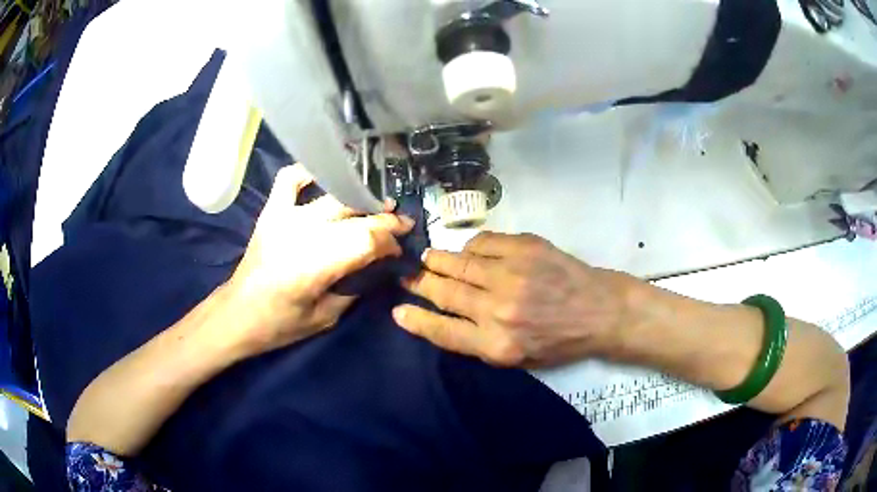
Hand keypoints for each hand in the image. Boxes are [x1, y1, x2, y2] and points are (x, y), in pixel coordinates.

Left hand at [226, 164, 413, 355]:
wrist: (238, 313)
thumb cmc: (281, 324)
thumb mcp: (326, 317)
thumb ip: (354, 287)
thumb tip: (376, 266)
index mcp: (316, 265)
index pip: (367, 240)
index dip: (390, 241)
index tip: (399, 248)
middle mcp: (302, 233)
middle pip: (355, 215)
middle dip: (384, 220)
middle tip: (401, 223)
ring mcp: (284, 216)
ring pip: (333, 197)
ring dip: (360, 198)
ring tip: (377, 204)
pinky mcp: (271, 211)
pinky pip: (291, 178)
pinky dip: (310, 172)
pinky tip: (326, 178)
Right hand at [393, 232, 630, 366]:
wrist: (598, 311)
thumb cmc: (558, 341)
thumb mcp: (517, 358)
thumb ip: (478, 341)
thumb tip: (441, 317)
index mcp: (496, 344)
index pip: (441, 330)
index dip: (415, 319)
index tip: (397, 310)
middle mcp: (498, 310)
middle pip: (444, 292)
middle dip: (420, 283)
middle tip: (408, 276)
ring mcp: (511, 275)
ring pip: (459, 263)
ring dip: (437, 260)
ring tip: (427, 259)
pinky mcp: (525, 248)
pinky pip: (483, 242)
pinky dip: (470, 247)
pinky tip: (467, 251)